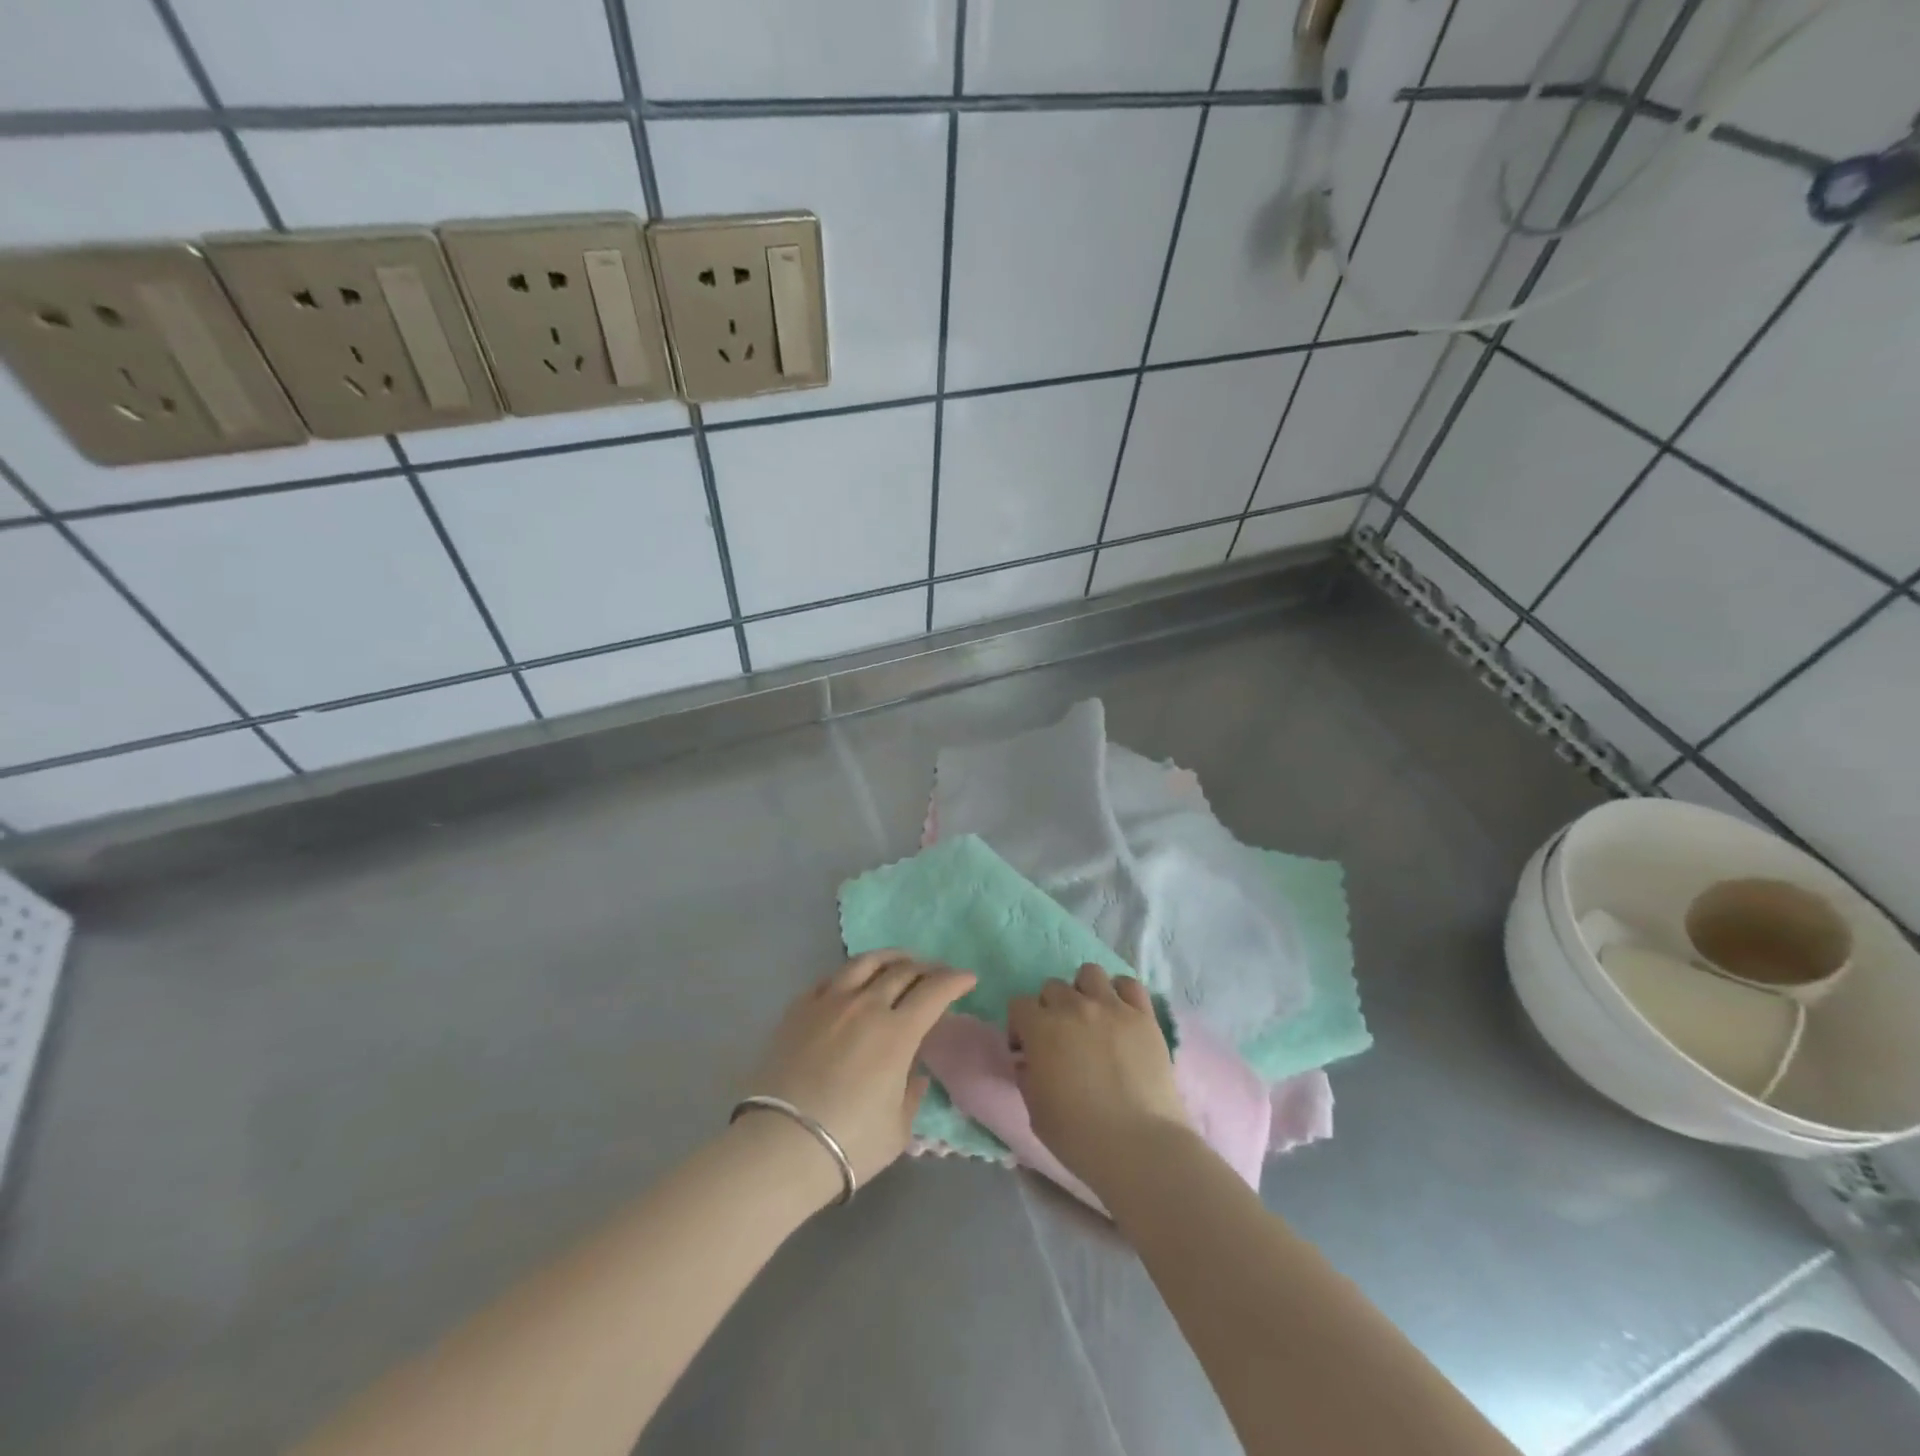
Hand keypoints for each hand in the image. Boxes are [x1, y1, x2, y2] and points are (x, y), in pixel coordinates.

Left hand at [742, 951, 975, 1197]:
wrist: (779, 1147)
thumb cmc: (848, 1144)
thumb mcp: (898, 1130)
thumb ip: (911, 1095)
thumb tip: (914, 1074)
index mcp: (897, 1032)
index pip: (935, 991)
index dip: (955, 981)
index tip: (968, 979)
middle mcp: (866, 1006)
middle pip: (903, 971)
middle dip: (928, 968)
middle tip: (937, 974)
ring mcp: (829, 1002)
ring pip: (866, 962)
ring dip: (891, 958)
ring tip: (901, 962)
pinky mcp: (799, 1008)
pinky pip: (831, 977)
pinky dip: (853, 973)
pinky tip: (855, 980)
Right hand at [1009, 964, 1189, 1195]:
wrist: (1139, 1146)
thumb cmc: (1079, 1136)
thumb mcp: (1036, 1111)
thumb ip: (1028, 1076)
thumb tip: (1029, 1061)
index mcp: (1041, 1028)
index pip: (1018, 1004)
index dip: (1019, 1027)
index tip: (1026, 1051)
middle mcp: (1074, 1007)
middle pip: (1053, 987)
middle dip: (1050, 1009)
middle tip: (1060, 1039)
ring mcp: (1112, 1007)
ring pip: (1089, 973)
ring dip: (1084, 991)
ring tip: (1091, 1018)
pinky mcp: (1143, 1015)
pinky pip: (1129, 984)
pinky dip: (1121, 993)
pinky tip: (1120, 1014)